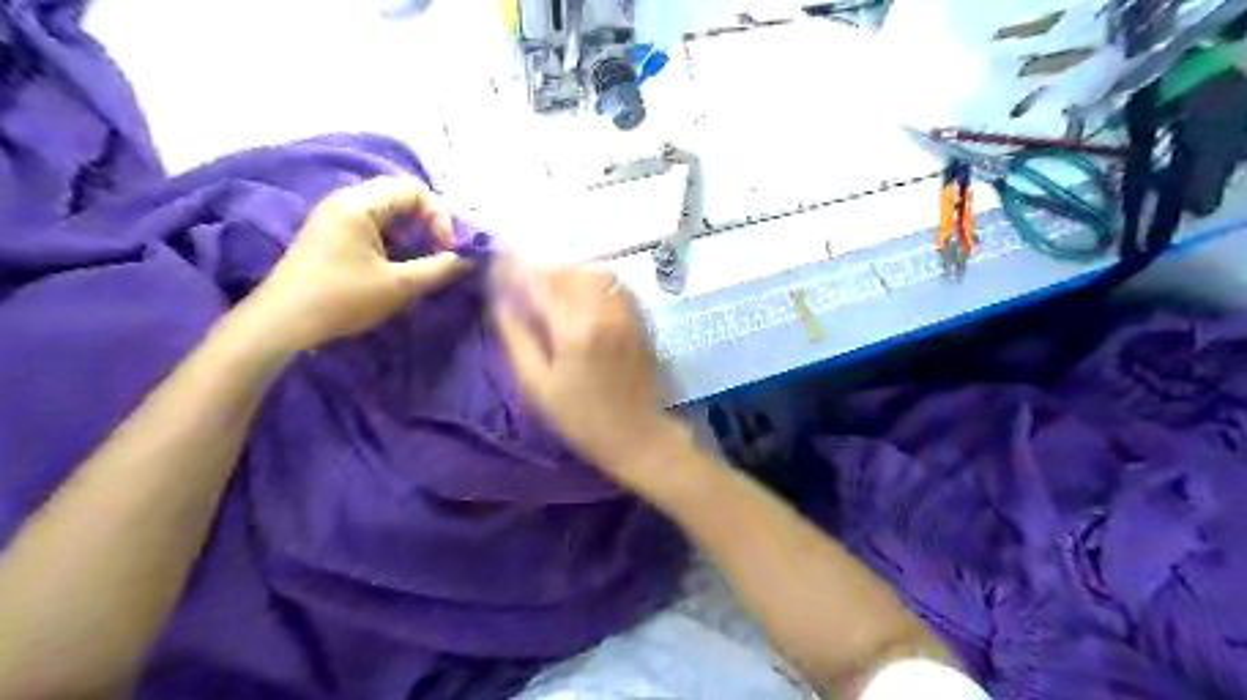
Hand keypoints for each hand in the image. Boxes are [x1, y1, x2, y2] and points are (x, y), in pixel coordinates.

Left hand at [249, 174, 472, 350]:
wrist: (282, 324)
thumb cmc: (342, 299)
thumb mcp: (398, 286)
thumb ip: (438, 269)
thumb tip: (467, 260)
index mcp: (359, 204)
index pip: (414, 189)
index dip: (439, 216)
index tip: (446, 249)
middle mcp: (345, 201)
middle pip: (401, 196)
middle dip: (429, 223)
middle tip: (441, 253)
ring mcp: (335, 218)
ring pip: (388, 213)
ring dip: (413, 234)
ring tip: (422, 263)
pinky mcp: (332, 236)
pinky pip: (374, 226)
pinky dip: (395, 241)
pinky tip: (398, 267)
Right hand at [491, 259, 676, 478]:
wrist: (635, 434)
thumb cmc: (579, 417)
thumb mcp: (536, 385)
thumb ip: (517, 337)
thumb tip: (500, 301)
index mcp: (574, 329)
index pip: (540, 282)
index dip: (517, 268)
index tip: (500, 261)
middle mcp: (603, 311)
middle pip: (569, 270)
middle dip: (543, 268)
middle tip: (525, 279)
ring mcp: (627, 313)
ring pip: (594, 272)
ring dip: (569, 272)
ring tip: (553, 286)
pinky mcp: (640, 319)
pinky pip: (615, 285)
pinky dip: (594, 280)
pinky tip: (582, 295)